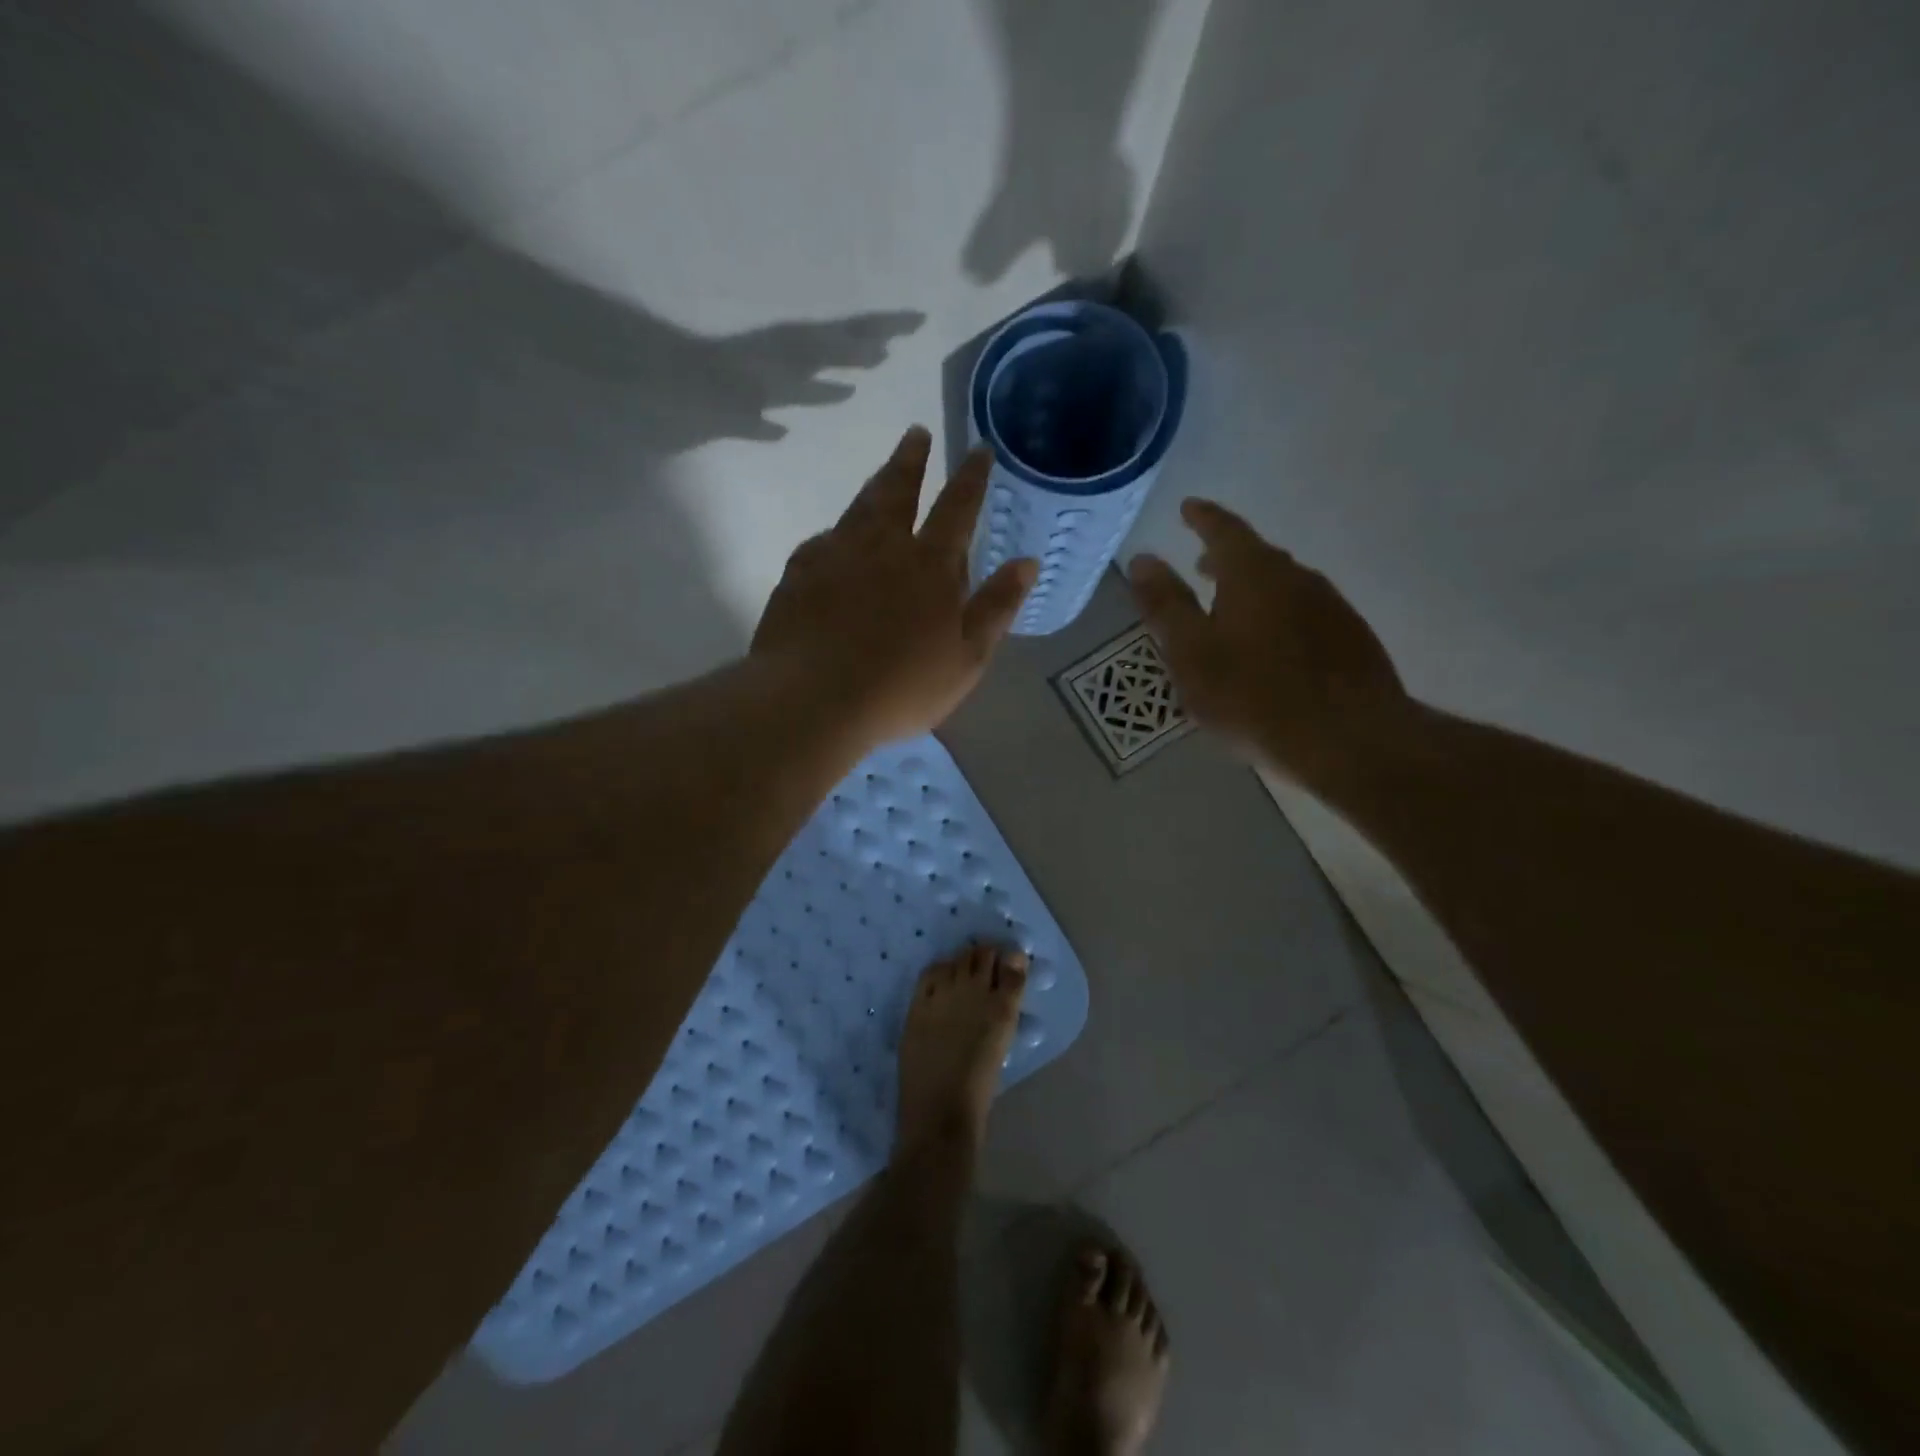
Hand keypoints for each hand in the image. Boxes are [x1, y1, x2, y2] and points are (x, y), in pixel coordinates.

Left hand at [752, 427, 1037, 746]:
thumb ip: (997, 608)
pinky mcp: (798, 574)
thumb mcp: (967, 658)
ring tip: (884, 472)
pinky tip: (833, 540)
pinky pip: (822, 542)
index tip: (979, 449)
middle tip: (917, 433)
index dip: (971, 477)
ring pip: (858, 508)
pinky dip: (835, 534)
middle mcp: (882, 547)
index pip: (957, 508)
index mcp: (930, 566)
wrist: (813, 700)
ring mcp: (835, 556)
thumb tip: (1027, 562)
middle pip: (899, 490)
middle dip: (912, 460)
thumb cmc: (901, 687)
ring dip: (875, 484)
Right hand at [1128, 499, 1408, 781]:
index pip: (1224, 529)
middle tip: (1201, 566)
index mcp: (1254, 573)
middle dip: (1225, 558)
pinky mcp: (1351, 639)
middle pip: (1256, 557)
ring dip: (1253, 589)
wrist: (1350, 739)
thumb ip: (1165, 605)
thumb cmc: (1254, 696)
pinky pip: (1303, 613)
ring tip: (1230, 609)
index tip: (1187, 507)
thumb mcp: (1192, 653)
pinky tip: (1270, 648)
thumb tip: (1143, 558)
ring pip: (1283, 586)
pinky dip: (1278, 616)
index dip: (1202, 518)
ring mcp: (1330, 607)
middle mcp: (1297, 577)